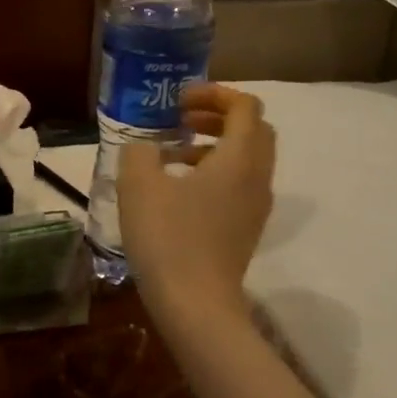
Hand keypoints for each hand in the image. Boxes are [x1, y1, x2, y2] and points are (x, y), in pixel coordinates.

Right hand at [120, 83, 275, 315]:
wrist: (195, 304)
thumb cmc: (168, 237)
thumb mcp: (138, 184)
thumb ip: (140, 152)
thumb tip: (145, 148)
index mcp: (239, 158)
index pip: (245, 106)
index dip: (213, 93)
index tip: (178, 101)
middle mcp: (258, 177)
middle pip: (253, 129)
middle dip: (218, 115)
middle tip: (180, 118)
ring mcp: (256, 206)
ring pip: (247, 158)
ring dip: (214, 144)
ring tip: (172, 152)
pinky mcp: (246, 228)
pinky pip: (239, 184)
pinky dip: (215, 170)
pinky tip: (178, 188)